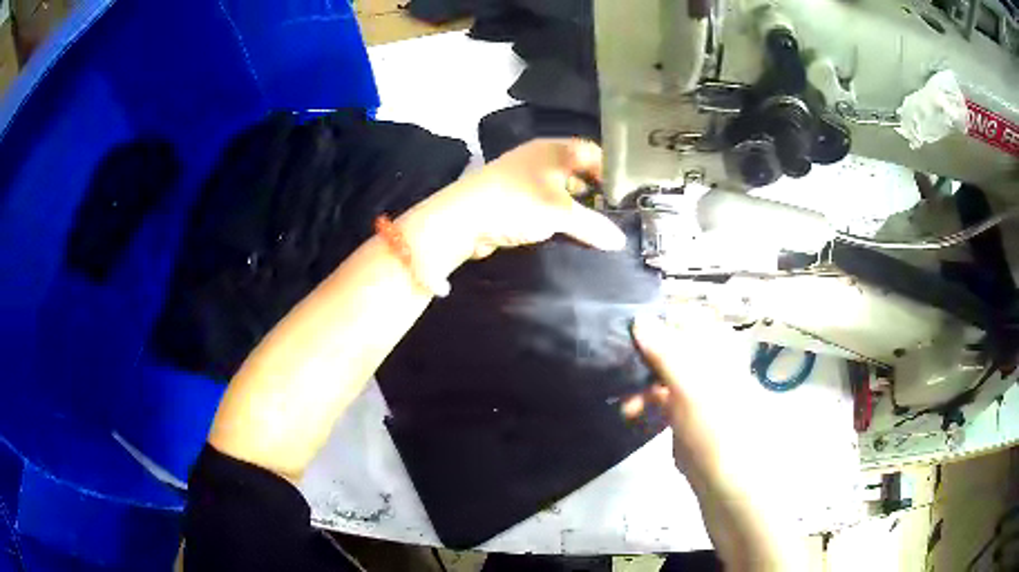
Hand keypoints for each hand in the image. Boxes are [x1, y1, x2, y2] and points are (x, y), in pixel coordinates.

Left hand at [438, 139, 626, 259]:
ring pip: (560, 188)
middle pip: (577, 170)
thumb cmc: (518, 202)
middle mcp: (540, 158)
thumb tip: (619, 242)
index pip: (592, 152)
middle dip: (595, 190)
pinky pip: (544, 203)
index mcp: (554, 149)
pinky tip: (567, 231)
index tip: (627, 193)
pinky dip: (557, 214)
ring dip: (576, 205)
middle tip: (615, 212)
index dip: (611, 170)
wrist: (463, 218)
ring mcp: (524, 177)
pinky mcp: (512, 197)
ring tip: (597, 225)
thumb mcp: (561, 212)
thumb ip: (593, 226)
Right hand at [624, 310, 744, 488]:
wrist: (724, 475)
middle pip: (668, 344)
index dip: (656, 321)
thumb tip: (638, 318)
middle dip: (641, 356)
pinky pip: (659, 396)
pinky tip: (630, 412)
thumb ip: (664, 349)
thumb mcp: (689, 383)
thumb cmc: (713, 423)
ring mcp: (695, 387)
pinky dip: (644, 401)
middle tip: (618, 367)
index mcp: (716, 346)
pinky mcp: (683, 411)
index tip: (626, 331)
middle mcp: (706, 361)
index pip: (683, 317)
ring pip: (660, 372)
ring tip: (624, 402)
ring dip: (639, 382)